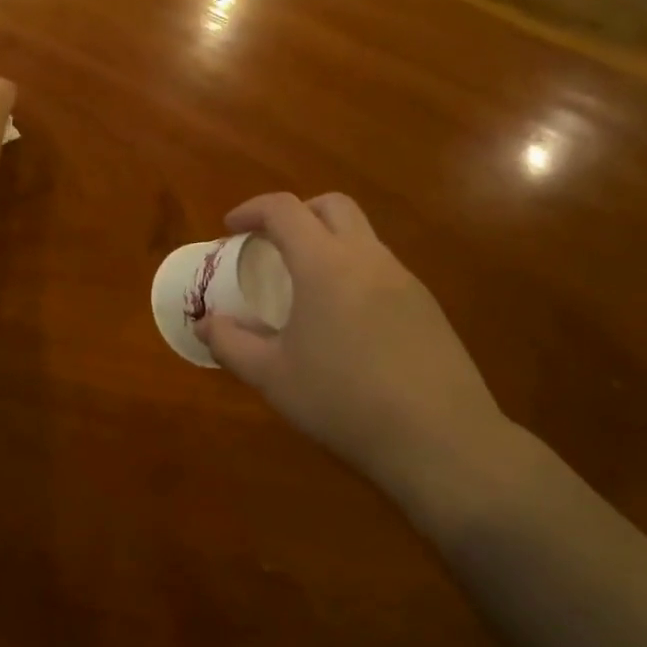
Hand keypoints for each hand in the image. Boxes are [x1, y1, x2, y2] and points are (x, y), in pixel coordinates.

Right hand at [195, 192, 512, 488]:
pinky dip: (354, 273)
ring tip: (305, 287)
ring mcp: (404, 280)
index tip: (230, 229)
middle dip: (297, 213)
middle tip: (272, 244)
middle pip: (332, 206)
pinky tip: (345, 321)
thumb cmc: (343, 402)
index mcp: (325, 265)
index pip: (284, 210)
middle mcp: (368, 259)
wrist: (440, 440)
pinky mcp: (427, 307)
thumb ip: (230, 344)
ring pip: (362, 237)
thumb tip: (205, 324)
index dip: (252, 210)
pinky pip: (382, 269)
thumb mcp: (272, 377)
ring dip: (328, 243)